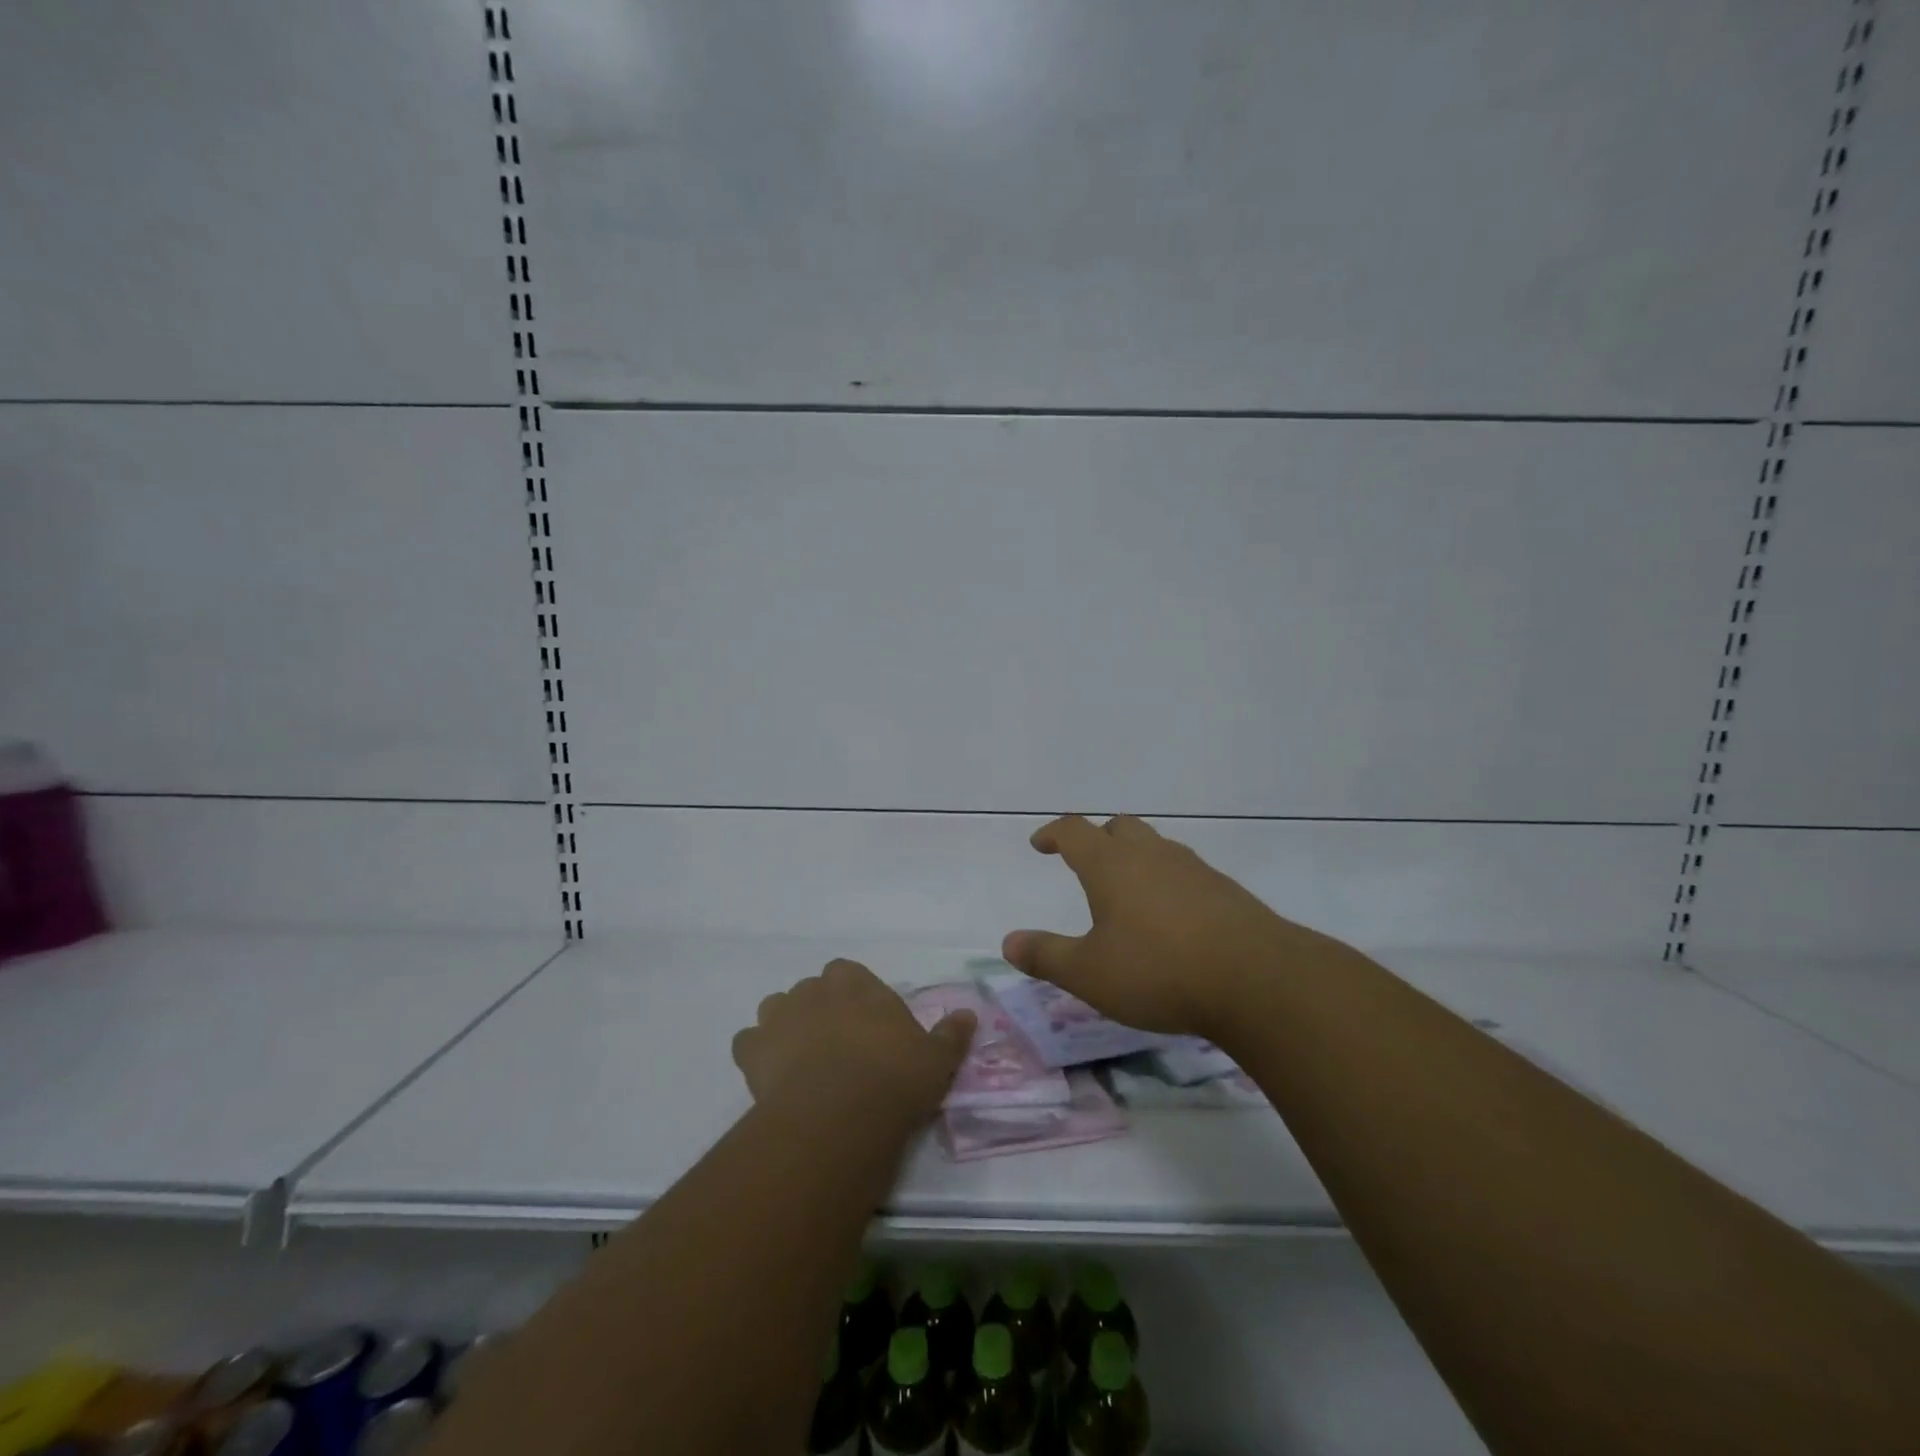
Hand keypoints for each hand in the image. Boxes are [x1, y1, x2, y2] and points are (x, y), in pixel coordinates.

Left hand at [731, 959, 975, 1126]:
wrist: (839, 1114)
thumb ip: (951, 1034)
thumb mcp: (936, 1058)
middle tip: (837, 1047)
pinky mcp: (752, 1050)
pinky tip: (770, 1077)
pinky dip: (756, 1055)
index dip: (854, 997)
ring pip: (776, 1010)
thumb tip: (968, 1014)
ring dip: (786, 1027)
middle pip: (812, 990)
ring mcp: (778, 1016)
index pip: (848, 973)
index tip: (865, 1024)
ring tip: (802, 1060)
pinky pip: (748, 1044)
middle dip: (820, 1010)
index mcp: (854, 981)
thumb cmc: (893, 1077)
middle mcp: (813, 989)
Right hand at [1002, 814, 1348, 1038]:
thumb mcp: (1089, 973)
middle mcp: (1151, 855)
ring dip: (1135, 858)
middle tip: (1086, 861)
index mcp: (1111, 865)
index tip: (1040, 844)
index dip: (1053, 833)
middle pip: (1118, 827)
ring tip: (1127, 892)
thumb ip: (1046, 956)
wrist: (1256, 980)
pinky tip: (1171, 917)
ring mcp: (1192, 869)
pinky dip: (1167, 881)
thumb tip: (1008, 943)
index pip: (1074, 830)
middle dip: (1097, 838)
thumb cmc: (1158, 971)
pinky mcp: (1224, 890)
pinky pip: (1184, 871)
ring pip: (1155, 846)